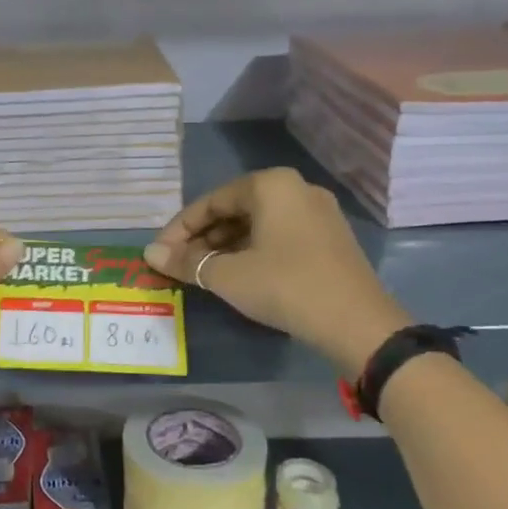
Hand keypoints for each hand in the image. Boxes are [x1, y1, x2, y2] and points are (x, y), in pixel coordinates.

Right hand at [143, 168, 406, 369]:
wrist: (357, 323)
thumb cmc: (285, 286)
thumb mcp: (227, 275)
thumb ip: (186, 261)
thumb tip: (150, 254)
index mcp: (271, 185)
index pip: (210, 201)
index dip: (179, 229)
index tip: (159, 254)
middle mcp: (296, 189)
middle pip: (234, 210)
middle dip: (202, 238)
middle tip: (178, 265)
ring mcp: (318, 213)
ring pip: (257, 224)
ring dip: (225, 246)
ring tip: (202, 273)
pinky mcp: (330, 238)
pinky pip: (279, 236)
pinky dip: (252, 251)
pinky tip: (237, 275)